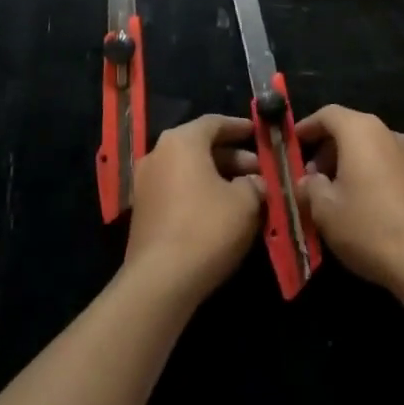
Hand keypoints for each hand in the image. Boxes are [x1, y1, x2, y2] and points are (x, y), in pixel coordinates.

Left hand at [125, 115, 265, 301]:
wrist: (159, 282)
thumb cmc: (206, 229)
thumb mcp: (245, 203)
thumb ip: (255, 183)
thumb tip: (256, 182)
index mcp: (182, 141)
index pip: (214, 122)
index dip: (240, 127)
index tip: (260, 133)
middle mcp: (159, 154)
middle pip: (201, 146)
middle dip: (233, 157)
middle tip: (259, 171)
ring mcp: (146, 183)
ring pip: (190, 170)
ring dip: (218, 177)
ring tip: (246, 193)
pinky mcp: (143, 211)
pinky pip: (178, 189)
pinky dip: (200, 192)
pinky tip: (222, 212)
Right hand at [296, 106, 403, 297]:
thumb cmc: (370, 227)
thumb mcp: (326, 211)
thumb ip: (310, 188)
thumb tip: (307, 181)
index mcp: (361, 131)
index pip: (328, 114)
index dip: (306, 127)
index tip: (292, 145)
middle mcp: (387, 133)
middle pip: (349, 129)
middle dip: (326, 149)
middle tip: (310, 178)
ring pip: (369, 148)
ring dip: (347, 164)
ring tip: (334, 195)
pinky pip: (386, 164)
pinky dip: (368, 174)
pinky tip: (362, 206)